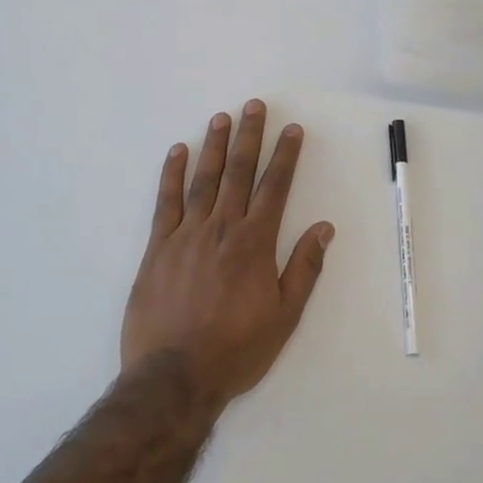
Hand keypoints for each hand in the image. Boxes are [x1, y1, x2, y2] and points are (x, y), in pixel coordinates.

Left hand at [121, 100, 334, 407]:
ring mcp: (187, 235)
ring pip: (204, 180)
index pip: (274, 187)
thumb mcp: (284, 316)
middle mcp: (222, 228)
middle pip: (238, 172)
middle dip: (249, 136)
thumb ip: (304, 268)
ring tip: (221, 117)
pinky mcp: (158, 248)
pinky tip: (177, 151)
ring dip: (214, 146)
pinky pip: (166, 203)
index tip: (292, 130)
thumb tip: (324, 228)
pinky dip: (172, 174)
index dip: (285, 156)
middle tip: (254, 106)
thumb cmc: (236, 349)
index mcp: (255, 243)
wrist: (174, 376)